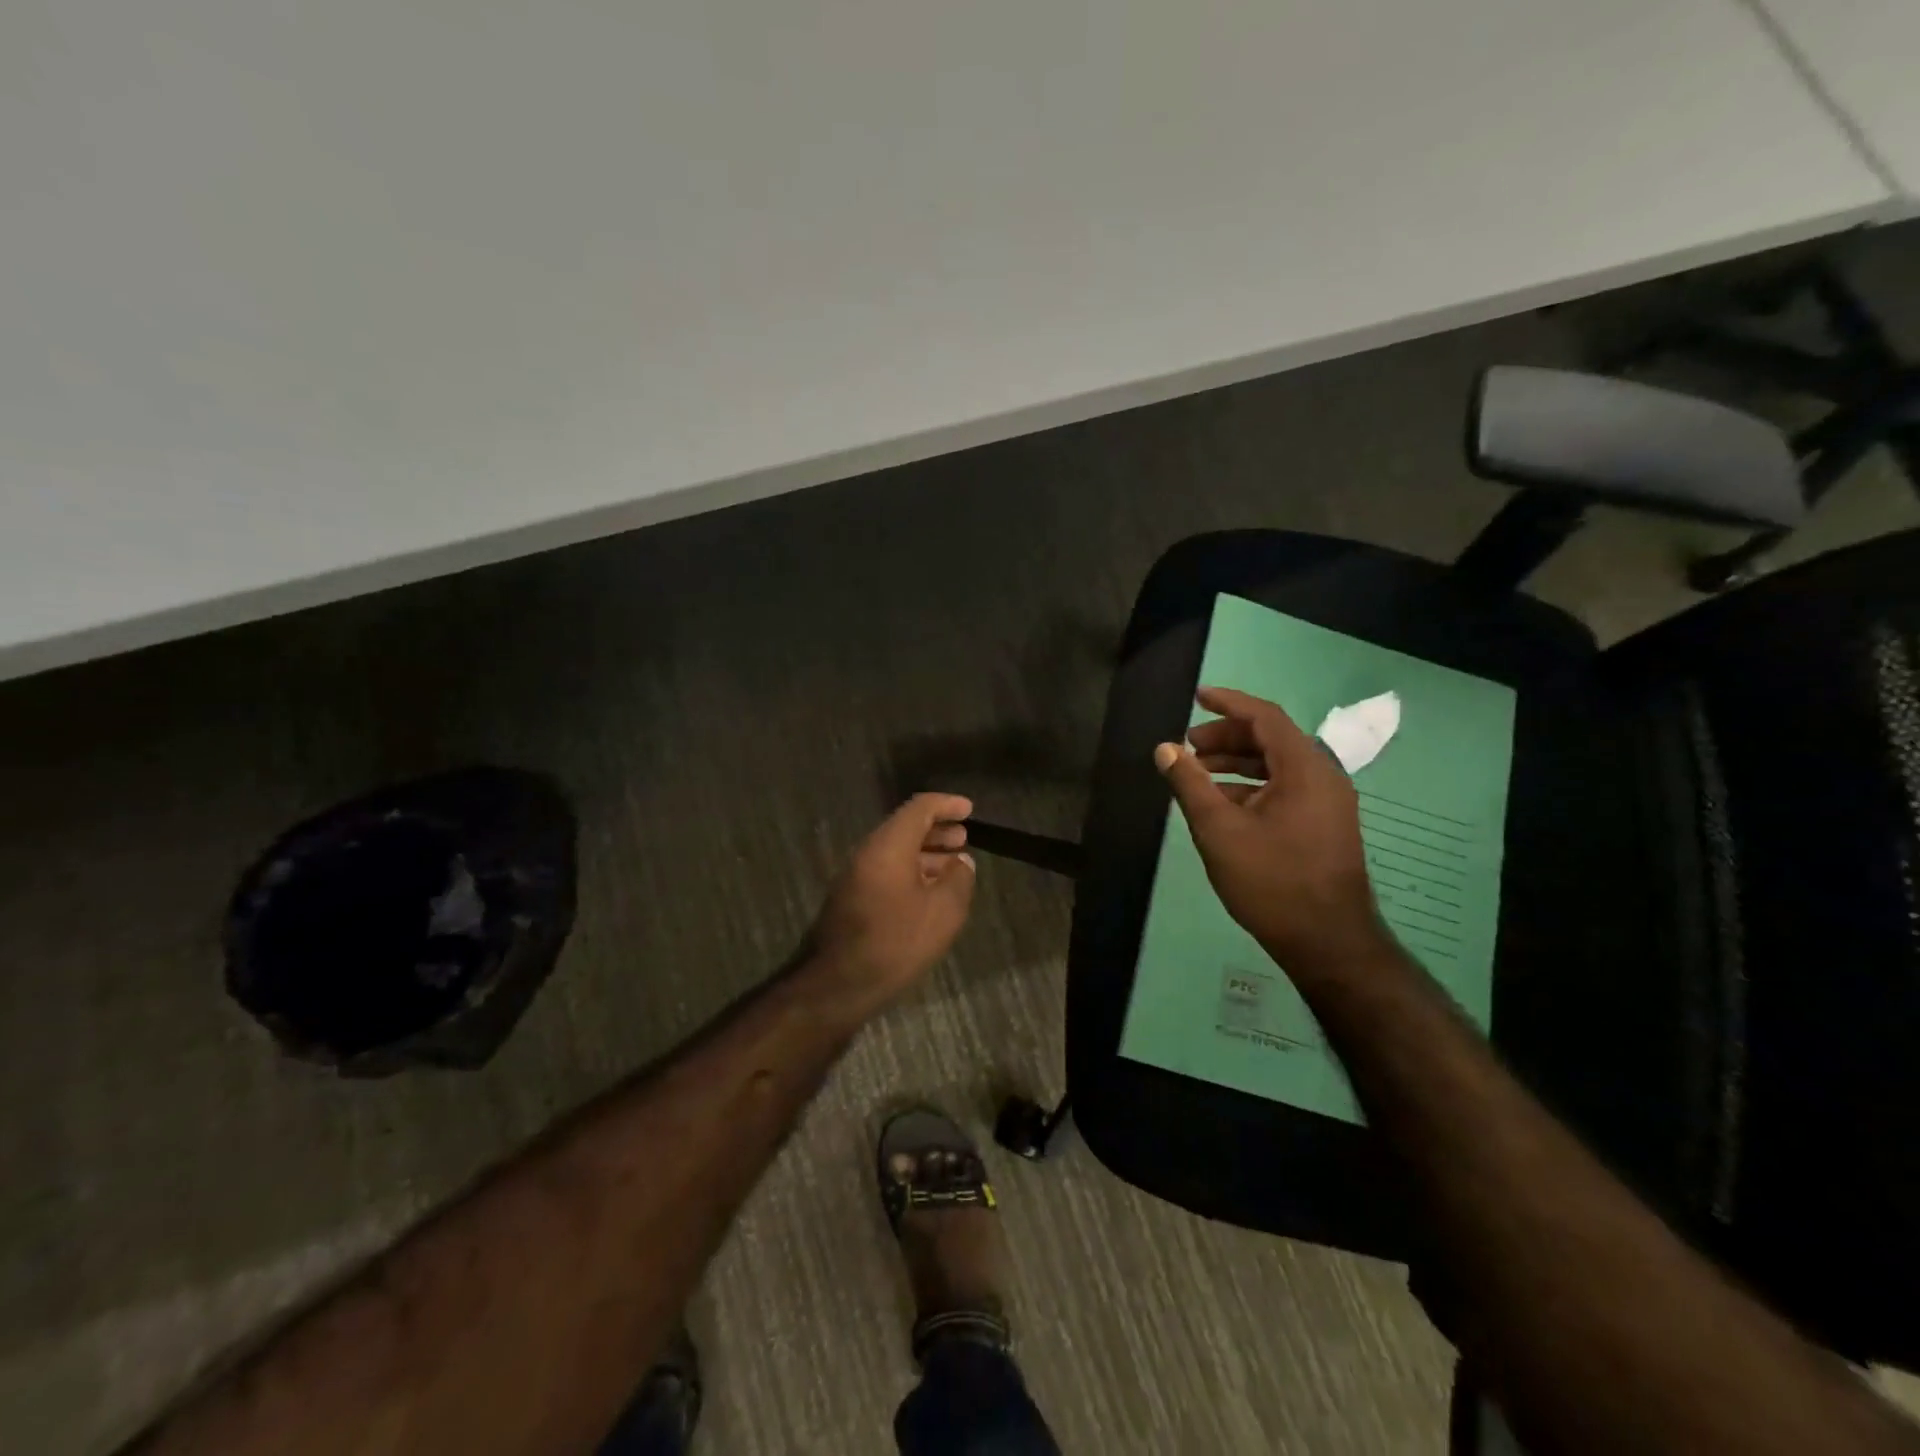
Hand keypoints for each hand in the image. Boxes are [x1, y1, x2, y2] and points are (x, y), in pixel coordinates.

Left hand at [805, 793, 976, 1009]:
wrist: (839, 984)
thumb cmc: (897, 941)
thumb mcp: (943, 911)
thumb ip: (959, 879)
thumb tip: (962, 862)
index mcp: (888, 845)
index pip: (919, 808)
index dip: (947, 805)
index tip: (969, 809)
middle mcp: (868, 852)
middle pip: (905, 827)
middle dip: (937, 829)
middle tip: (964, 838)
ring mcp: (856, 876)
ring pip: (896, 850)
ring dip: (926, 852)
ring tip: (953, 864)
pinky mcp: (852, 898)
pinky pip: (887, 870)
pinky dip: (912, 870)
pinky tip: (930, 891)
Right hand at [1155, 687, 1387, 980]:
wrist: (1328, 942)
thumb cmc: (1271, 880)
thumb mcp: (1219, 829)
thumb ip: (1190, 783)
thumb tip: (1165, 748)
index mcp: (1305, 768)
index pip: (1265, 717)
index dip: (1228, 703)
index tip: (1196, 697)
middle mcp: (1323, 777)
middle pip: (1272, 739)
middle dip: (1227, 737)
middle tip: (1188, 745)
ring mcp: (1328, 803)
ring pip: (1278, 766)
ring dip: (1237, 762)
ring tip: (1198, 772)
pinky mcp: (1325, 825)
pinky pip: (1286, 788)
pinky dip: (1252, 786)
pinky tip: (1223, 804)